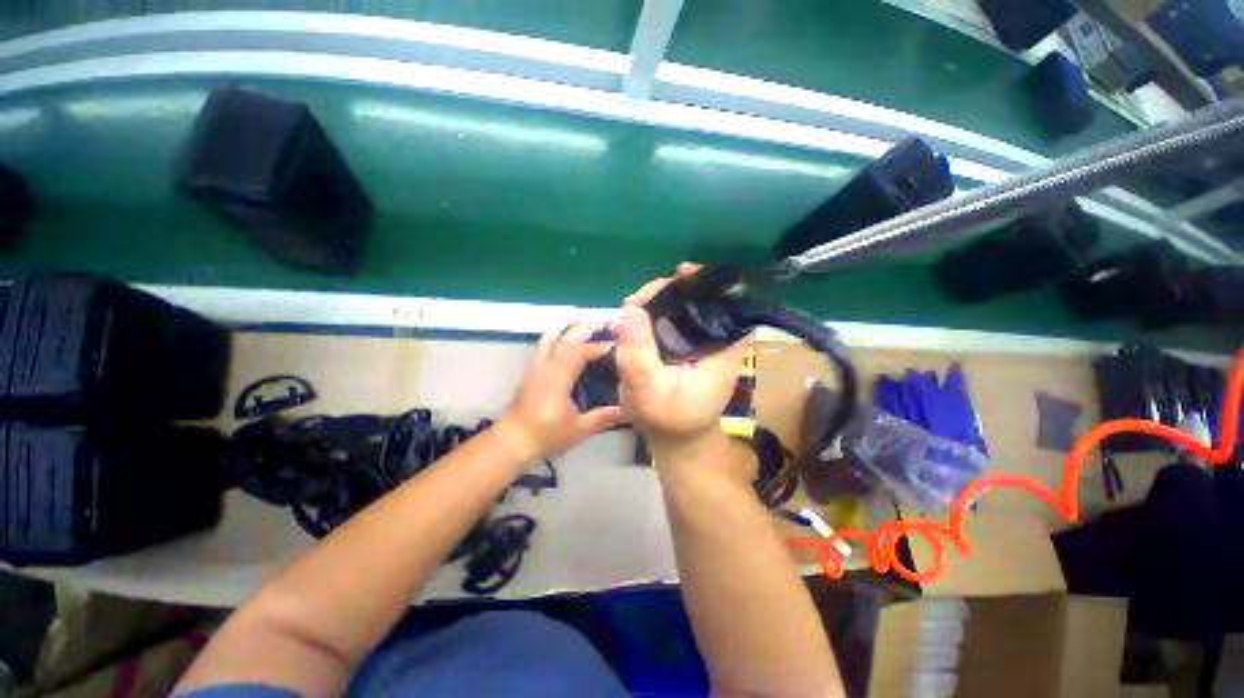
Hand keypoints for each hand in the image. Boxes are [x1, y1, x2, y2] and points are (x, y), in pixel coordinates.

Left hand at [500, 323, 628, 460]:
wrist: (511, 443)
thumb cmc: (546, 435)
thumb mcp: (579, 429)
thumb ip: (605, 417)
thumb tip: (630, 412)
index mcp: (559, 376)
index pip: (582, 351)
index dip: (601, 346)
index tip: (619, 347)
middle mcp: (546, 366)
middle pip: (565, 337)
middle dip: (585, 329)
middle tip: (604, 325)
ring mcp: (535, 368)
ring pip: (549, 338)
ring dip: (567, 330)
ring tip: (583, 329)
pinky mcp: (530, 374)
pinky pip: (543, 347)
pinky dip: (557, 339)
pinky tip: (565, 347)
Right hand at [614, 264, 748, 465]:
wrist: (674, 439)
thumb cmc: (666, 420)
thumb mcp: (647, 393)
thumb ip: (638, 354)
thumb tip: (630, 309)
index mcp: (721, 351)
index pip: (728, 306)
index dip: (707, 284)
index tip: (679, 274)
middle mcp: (716, 341)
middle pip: (700, 300)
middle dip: (668, 292)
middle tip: (635, 302)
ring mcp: (701, 342)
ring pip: (683, 307)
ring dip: (656, 302)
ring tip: (630, 311)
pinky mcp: (686, 345)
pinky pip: (672, 320)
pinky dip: (653, 315)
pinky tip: (633, 320)